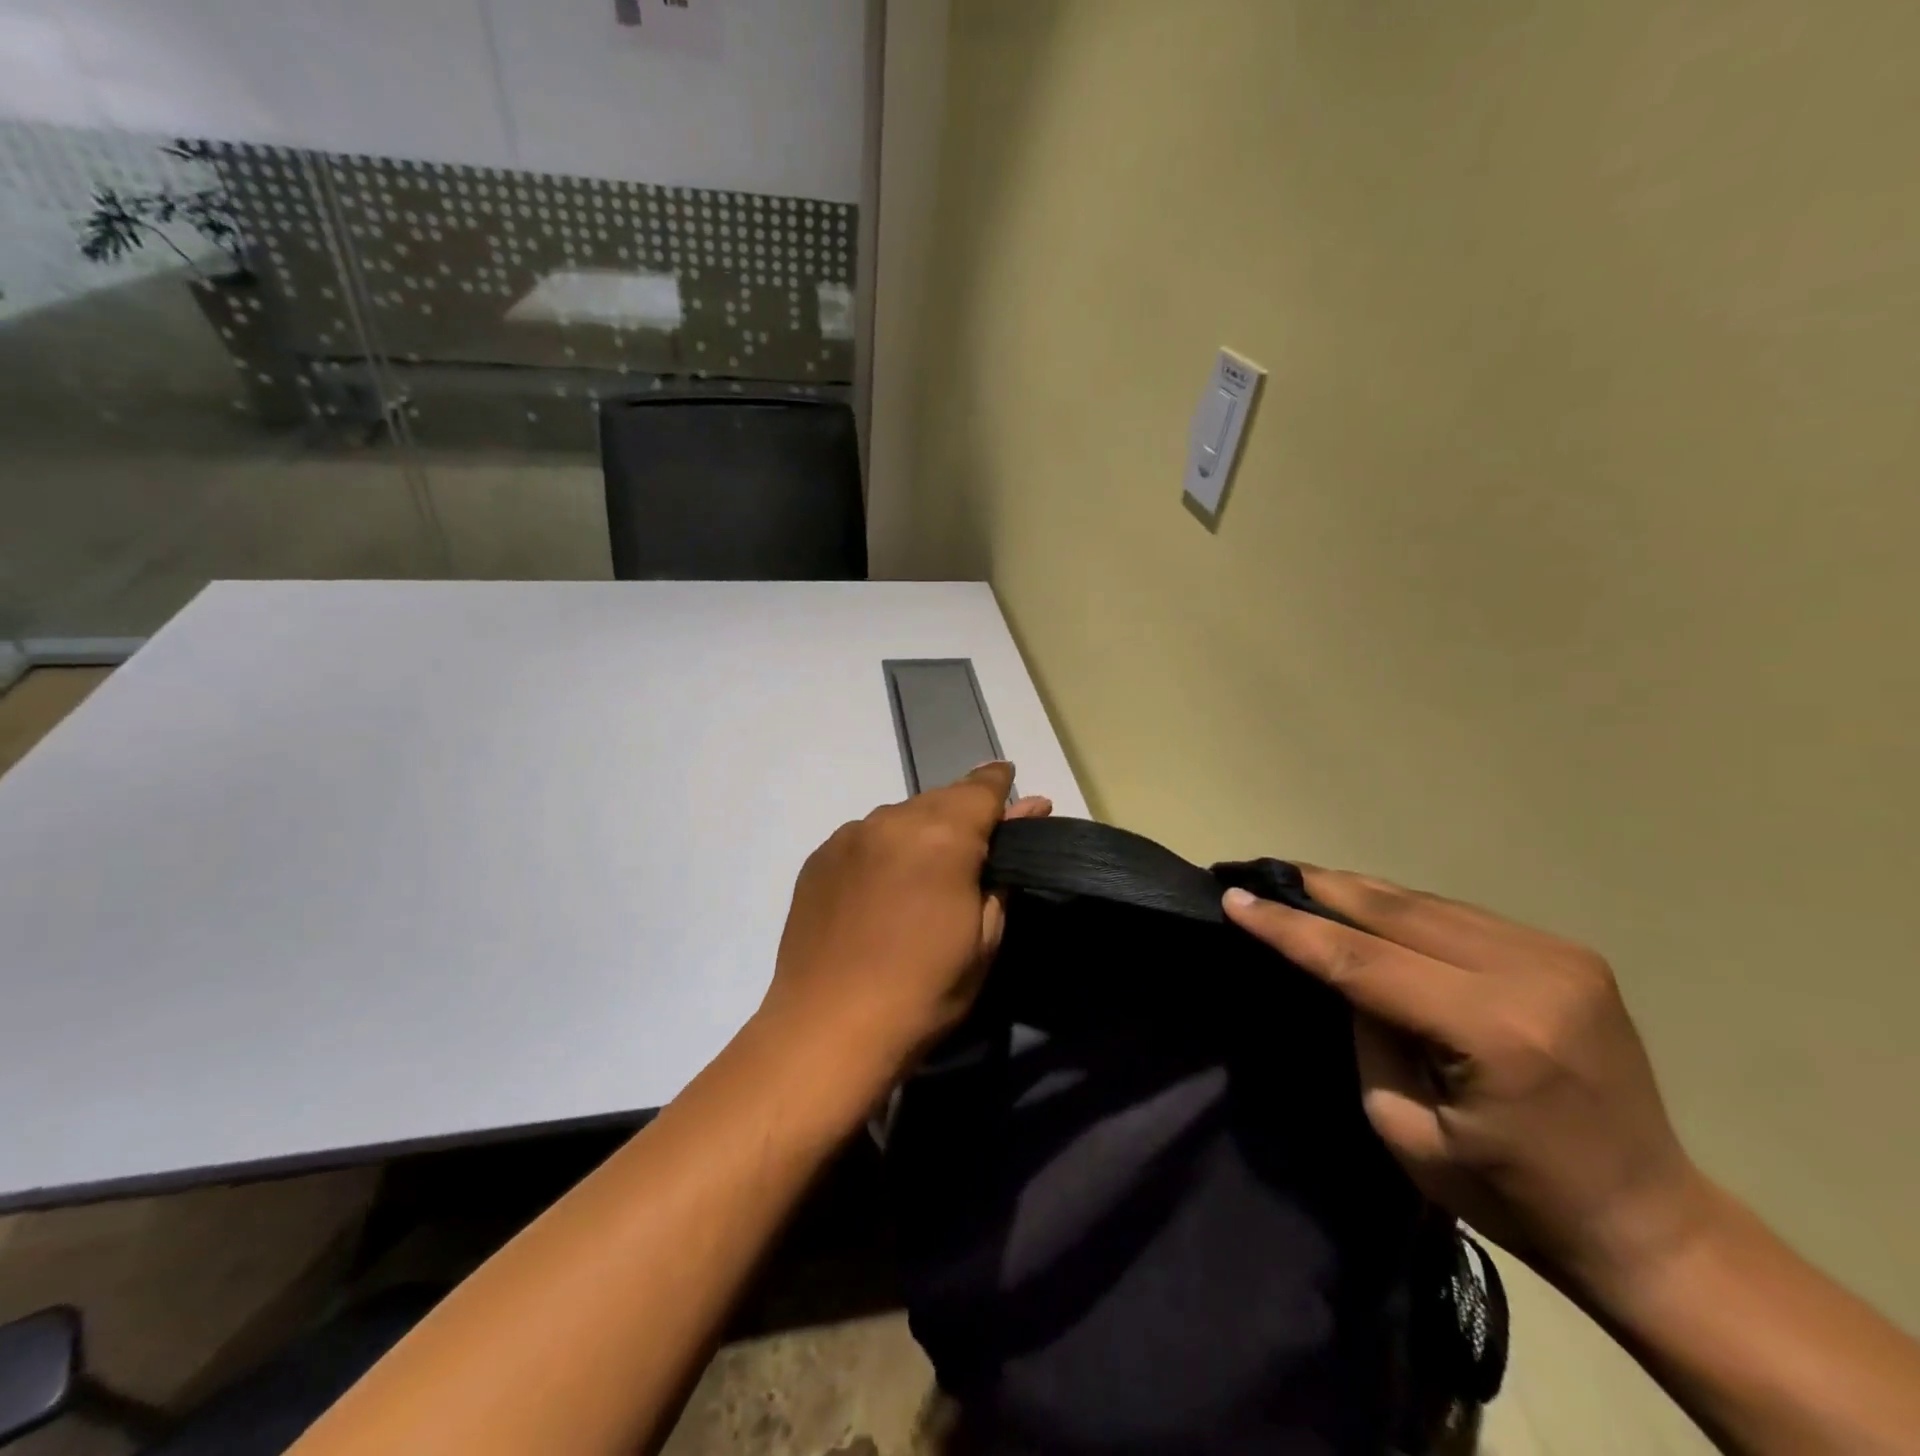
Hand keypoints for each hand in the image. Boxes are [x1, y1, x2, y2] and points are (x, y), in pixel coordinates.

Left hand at [760, 762, 1051, 1086]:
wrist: (828, 1030)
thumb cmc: (924, 991)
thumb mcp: (984, 938)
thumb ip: (1003, 869)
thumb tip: (1029, 811)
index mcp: (942, 836)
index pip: (981, 788)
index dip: (1000, 783)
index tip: (1011, 782)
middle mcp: (892, 820)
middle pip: (940, 799)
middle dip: (962, 813)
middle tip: (974, 848)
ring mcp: (848, 836)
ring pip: (900, 816)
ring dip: (920, 832)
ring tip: (924, 873)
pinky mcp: (819, 858)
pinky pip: (865, 838)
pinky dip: (884, 849)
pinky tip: (883, 886)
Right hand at [1224, 869, 1709, 1297]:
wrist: (1648, 1221)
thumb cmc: (1514, 1196)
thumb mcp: (1405, 1128)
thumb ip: (1368, 1035)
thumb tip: (1343, 969)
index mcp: (1495, 1032)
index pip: (1363, 960)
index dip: (1292, 928)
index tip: (1236, 897)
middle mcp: (1531, 975)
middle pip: (1396, 911)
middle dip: (1320, 888)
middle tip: (1260, 870)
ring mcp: (1557, 956)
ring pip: (1426, 902)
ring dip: (1357, 892)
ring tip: (1300, 881)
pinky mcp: (1567, 953)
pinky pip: (1458, 915)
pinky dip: (1401, 908)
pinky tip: (1365, 905)